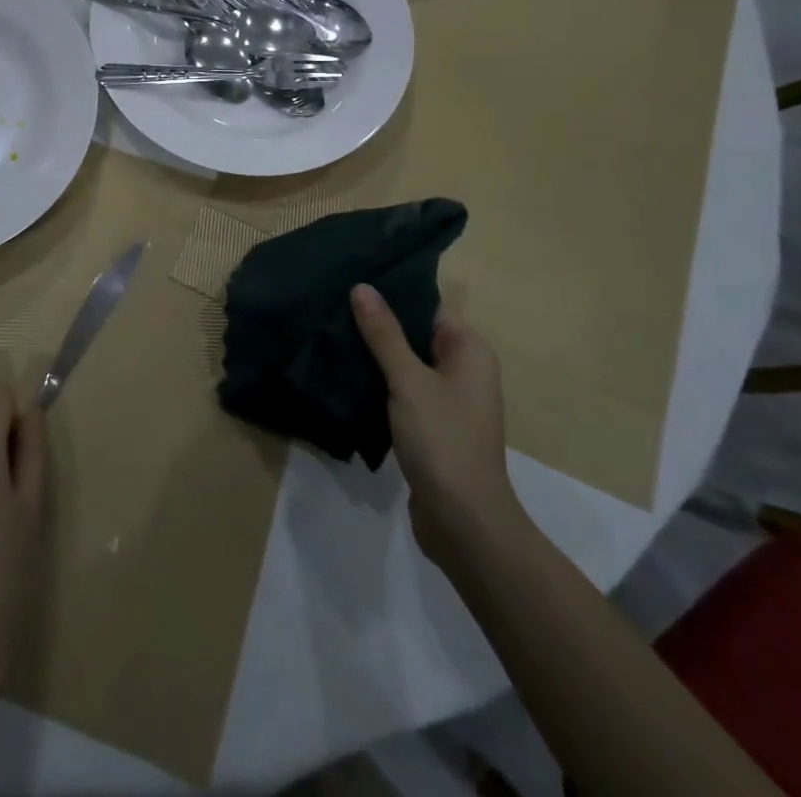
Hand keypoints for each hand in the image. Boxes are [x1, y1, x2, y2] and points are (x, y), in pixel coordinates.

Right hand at [351, 284, 516, 562]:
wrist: (464, 523)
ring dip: (375, 354)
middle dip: (378, 322)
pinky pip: (403, 390)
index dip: (392, 292)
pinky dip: (379, 382)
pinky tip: (345, 374)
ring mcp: (448, 400)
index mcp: (469, 350)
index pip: (428, 305)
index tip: (353, 278)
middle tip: (332, 302)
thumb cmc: (443, 440)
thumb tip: (362, 287)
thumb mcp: (409, 381)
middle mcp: (463, 369)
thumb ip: (384, 334)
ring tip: (331, 333)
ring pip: (406, 363)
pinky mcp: (432, 425)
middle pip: (416, 333)